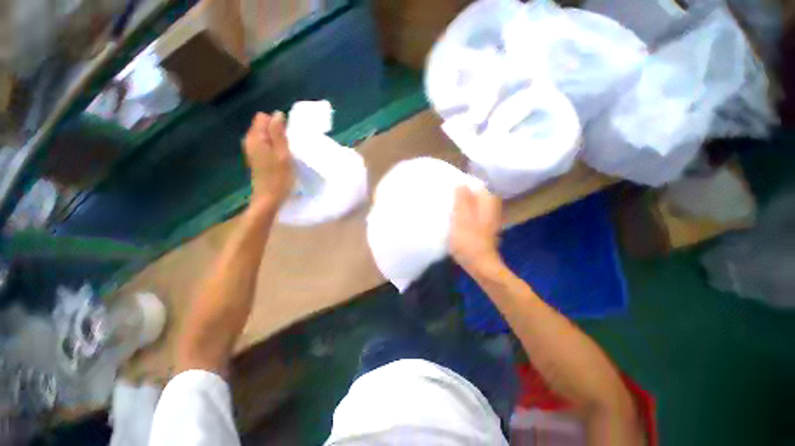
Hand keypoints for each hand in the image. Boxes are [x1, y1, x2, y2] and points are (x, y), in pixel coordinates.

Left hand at [243, 112, 294, 206]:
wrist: (269, 199)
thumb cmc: (279, 178)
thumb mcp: (282, 154)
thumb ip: (278, 133)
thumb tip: (277, 114)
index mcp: (255, 138)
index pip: (264, 117)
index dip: (277, 123)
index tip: (288, 136)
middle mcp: (250, 141)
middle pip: (263, 126)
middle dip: (277, 131)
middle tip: (289, 146)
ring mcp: (252, 150)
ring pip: (265, 136)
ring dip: (277, 141)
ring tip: (287, 153)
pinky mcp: (256, 159)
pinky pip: (265, 145)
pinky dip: (274, 148)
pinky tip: (282, 158)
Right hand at [449, 186, 502, 271]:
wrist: (480, 265)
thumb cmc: (469, 242)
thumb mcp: (462, 219)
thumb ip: (462, 200)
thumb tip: (461, 183)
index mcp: (487, 204)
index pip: (477, 185)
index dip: (464, 184)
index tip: (450, 185)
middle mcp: (490, 209)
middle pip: (476, 195)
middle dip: (463, 193)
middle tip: (447, 195)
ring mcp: (488, 220)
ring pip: (474, 205)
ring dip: (462, 204)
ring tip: (448, 204)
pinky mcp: (483, 229)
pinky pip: (472, 215)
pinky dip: (464, 214)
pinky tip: (454, 218)